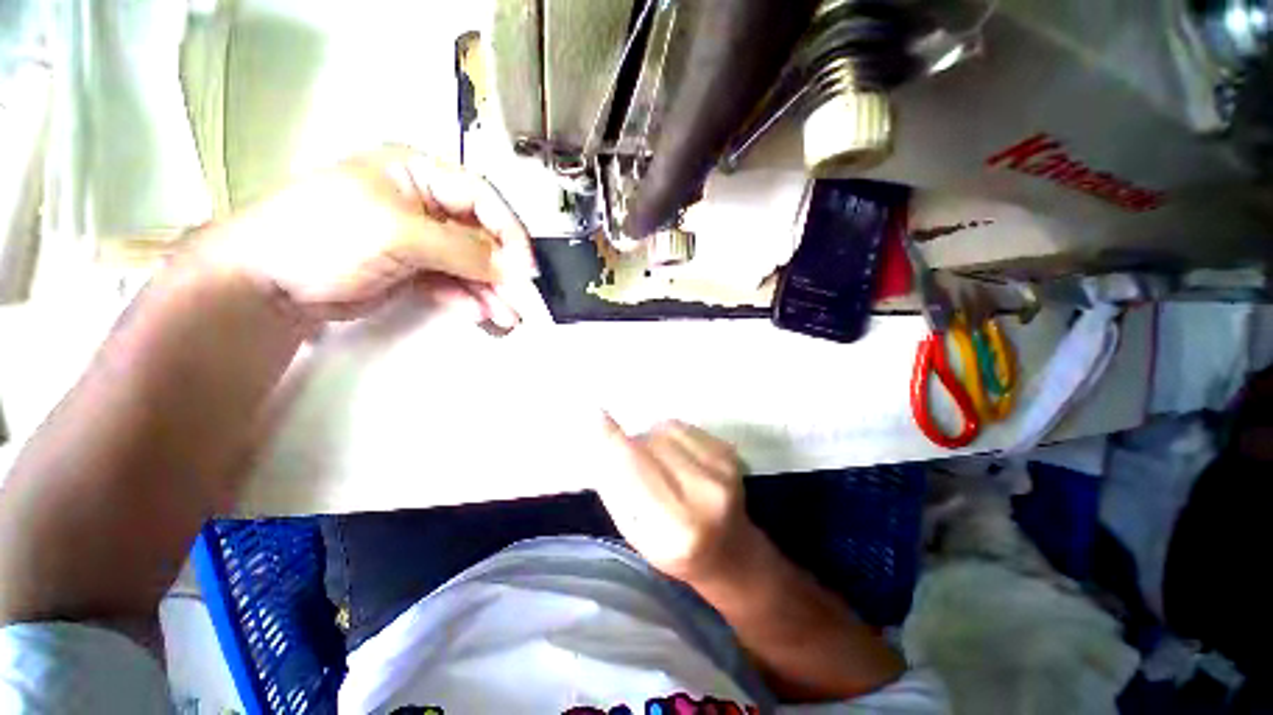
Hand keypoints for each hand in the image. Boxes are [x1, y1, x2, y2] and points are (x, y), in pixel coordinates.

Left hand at [199, 147, 537, 326]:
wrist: (268, 282)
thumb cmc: (325, 235)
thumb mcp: (398, 234)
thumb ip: (462, 250)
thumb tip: (513, 269)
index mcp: (419, 174)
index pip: (482, 199)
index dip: (510, 233)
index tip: (527, 269)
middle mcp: (426, 204)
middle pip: (482, 237)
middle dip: (503, 271)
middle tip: (522, 302)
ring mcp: (422, 240)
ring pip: (472, 265)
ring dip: (492, 292)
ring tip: (507, 318)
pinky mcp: (416, 270)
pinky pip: (454, 283)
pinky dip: (468, 299)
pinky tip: (478, 315)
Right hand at [596, 417, 760, 582]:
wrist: (730, 549)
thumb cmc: (674, 550)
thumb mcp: (636, 533)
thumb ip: (618, 489)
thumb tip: (604, 445)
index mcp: (677, 527)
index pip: (637, 469)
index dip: (614, 439)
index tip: (596, 414)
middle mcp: (704, 493)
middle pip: (651, 443)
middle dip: (633, 444)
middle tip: (633, 462)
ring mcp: (722, 469)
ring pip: (667, 430)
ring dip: (652, 437)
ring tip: (659, 462)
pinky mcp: (729, 452)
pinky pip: (684, 427)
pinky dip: (671, 435)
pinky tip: (677, 456)